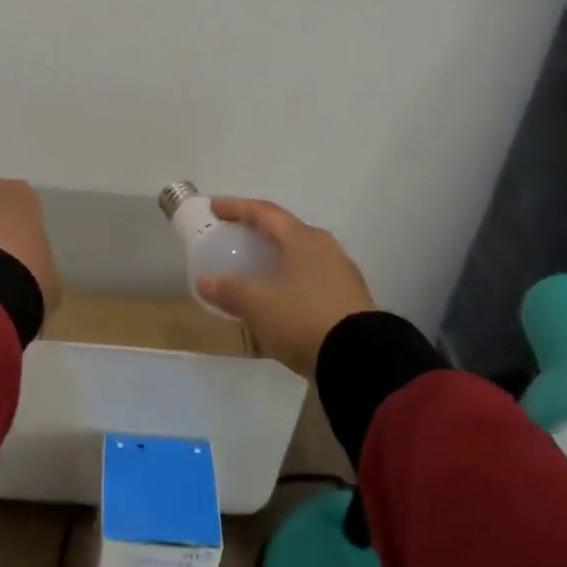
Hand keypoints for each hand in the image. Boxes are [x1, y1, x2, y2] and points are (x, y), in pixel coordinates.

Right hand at [195, 197, 373, 378]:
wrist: (362, 360)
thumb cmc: (304, 319)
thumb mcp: (259, 306)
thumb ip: (230, 290)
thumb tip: (204, 280)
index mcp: (302, 239)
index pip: (264, 212)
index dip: (237, 207)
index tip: (214, 207)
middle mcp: (324, 247)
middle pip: (285, 230)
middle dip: (258, 231)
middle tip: (235, 236)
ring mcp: (341, 273)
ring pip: (300, 255)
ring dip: (276, 256)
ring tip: (256, 267)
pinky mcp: (349, 299)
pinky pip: (311, 278)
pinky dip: (290, 279)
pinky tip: (280, 297)